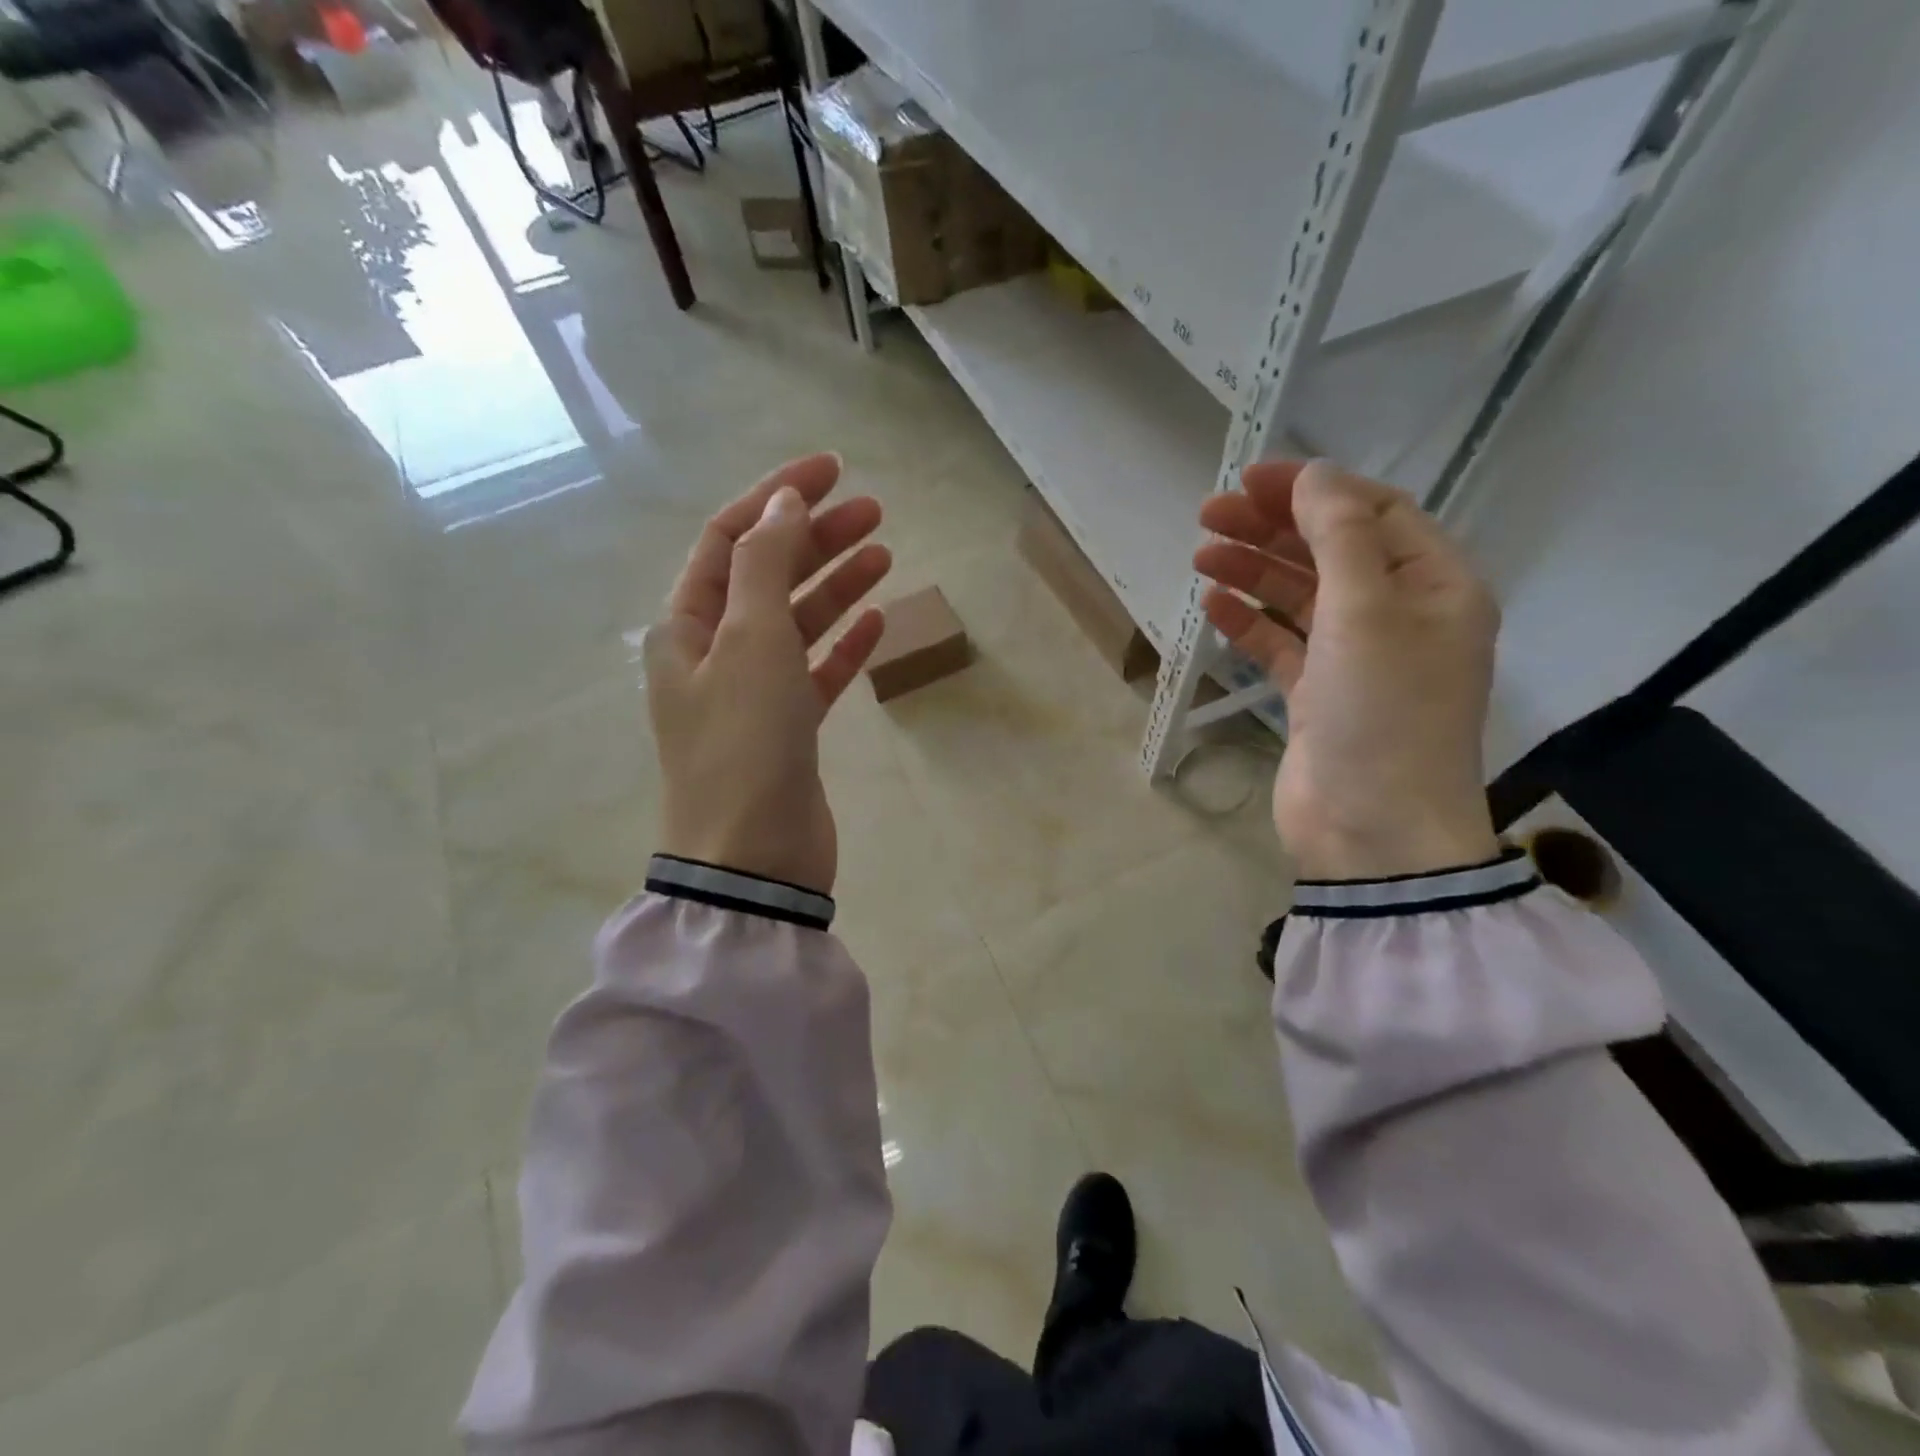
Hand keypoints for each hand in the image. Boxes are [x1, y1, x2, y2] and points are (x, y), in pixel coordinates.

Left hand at [646, 454, 891, 894]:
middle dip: (817, 537)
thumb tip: (783, 502)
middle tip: (875, 512)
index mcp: (687, 625)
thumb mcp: (750, 641)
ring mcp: (752, 693)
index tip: (834, 470)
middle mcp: (713, 652)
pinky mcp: (788, 729)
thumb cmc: (744, 743)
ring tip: (885, 553)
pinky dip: (844, 644)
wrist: (754, 858)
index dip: (778, 496)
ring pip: (797, 621)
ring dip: (836, 585)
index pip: (731, 538)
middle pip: (768, 575)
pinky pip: (817, 671)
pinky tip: (878, 621)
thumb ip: (766, 565)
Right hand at [1194, 460, 1500, 879]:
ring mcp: (1355, 659)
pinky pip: (1281, 643)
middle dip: (1271, 527)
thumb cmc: (1382, 714)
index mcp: (1435, 587)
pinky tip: (1212, 606)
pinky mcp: (1317, 695)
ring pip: (1300, 596)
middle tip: (1209, 513)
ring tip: (1200, 555)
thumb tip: (1313, 475)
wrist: (1373, 831)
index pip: (1374, 513)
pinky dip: (1248, 622)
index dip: (1313, 489)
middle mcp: (1400, 616)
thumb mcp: (1367, 612)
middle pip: (1330, 551)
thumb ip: (1340, 536)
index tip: (1250, 479)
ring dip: (1253, 571)